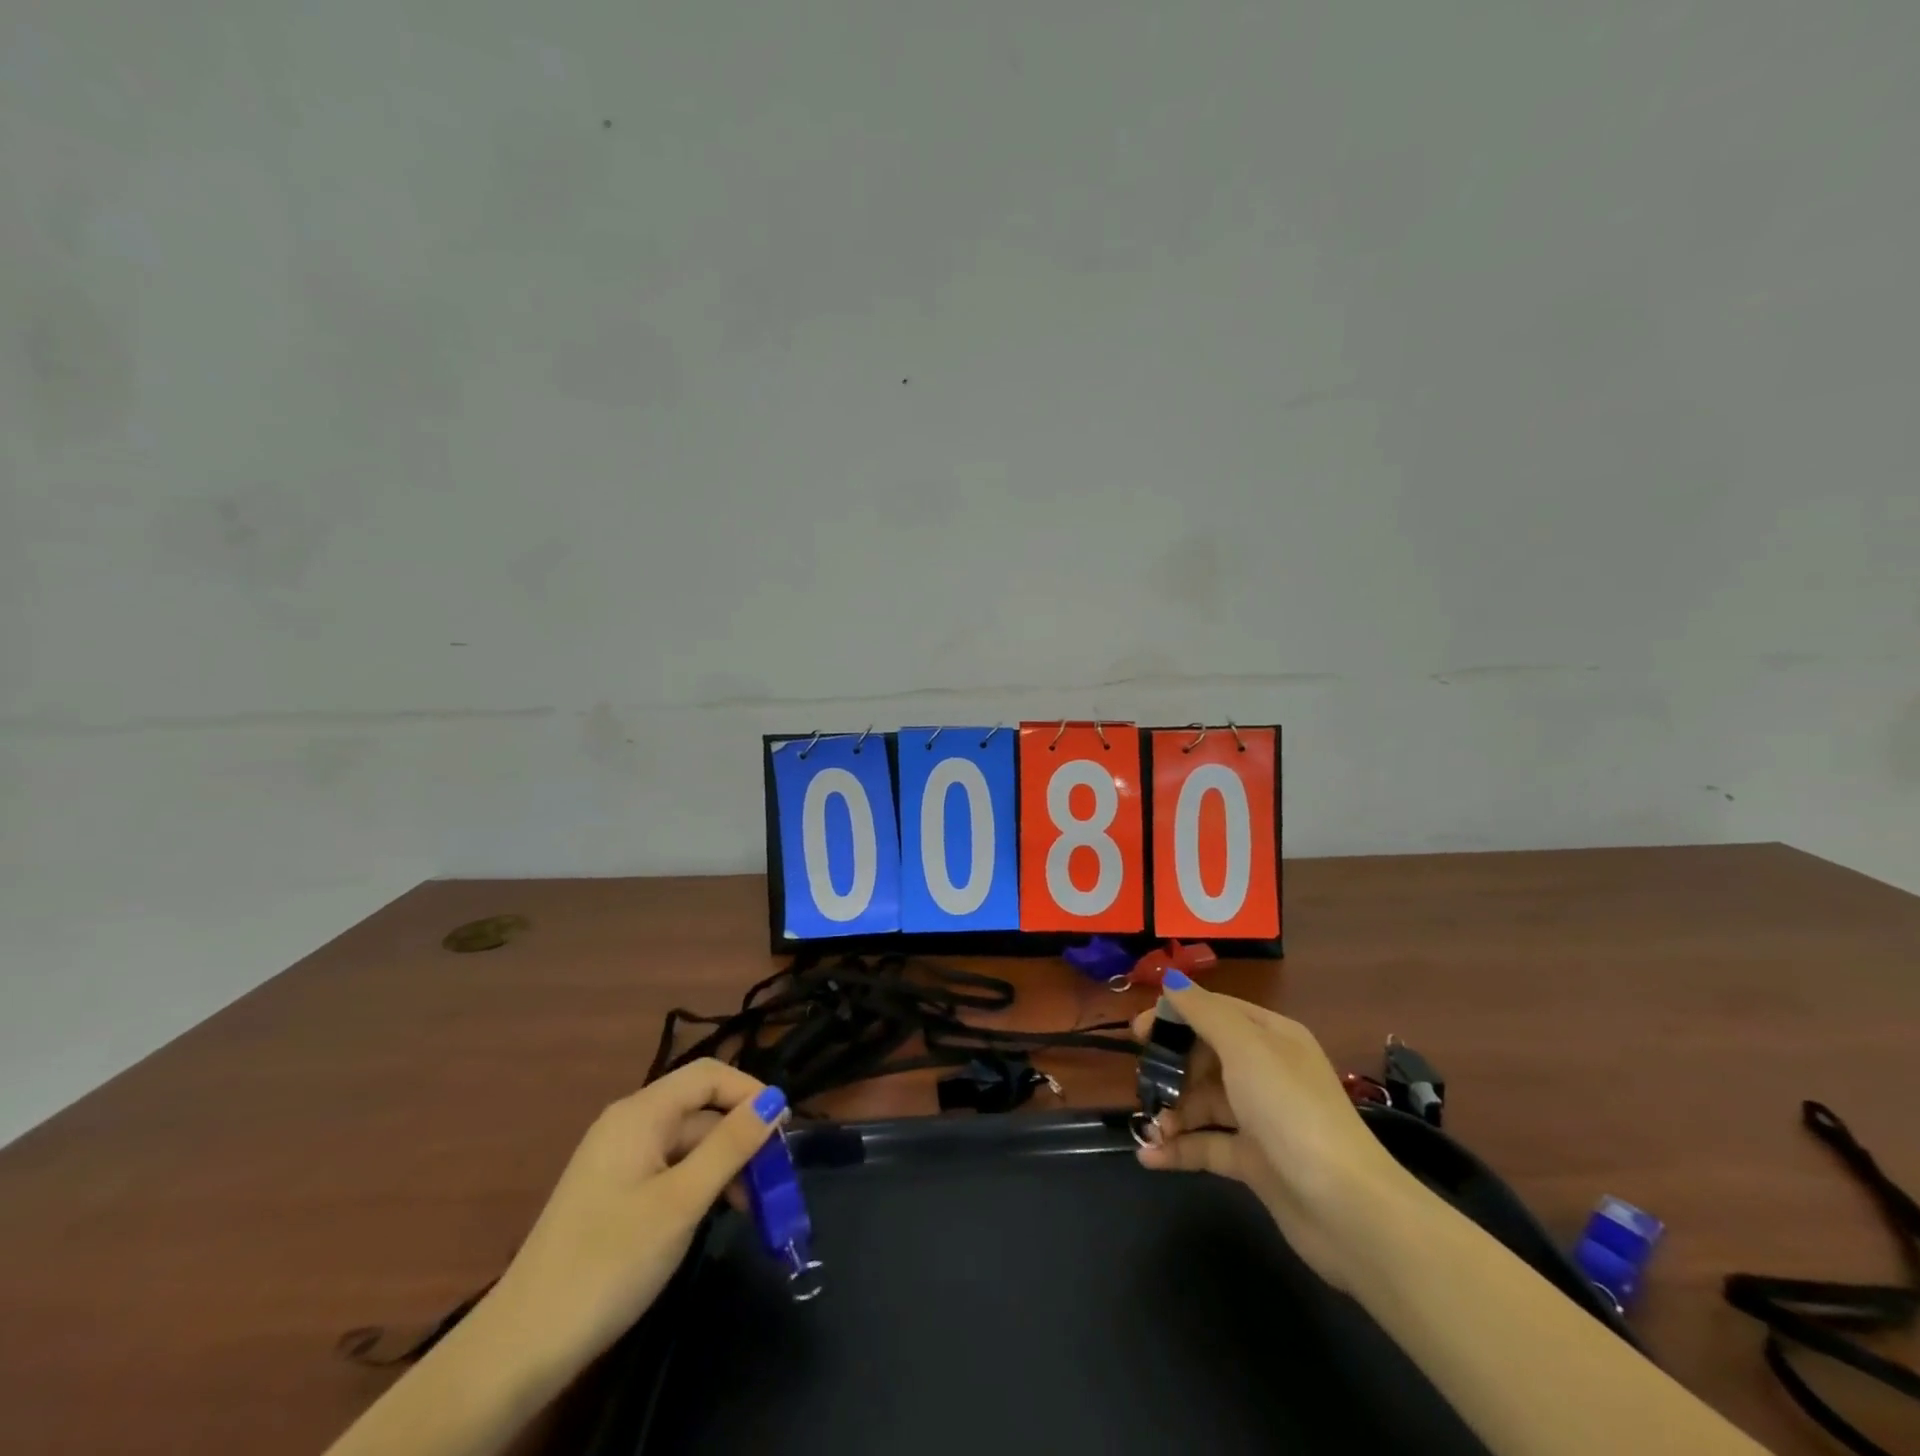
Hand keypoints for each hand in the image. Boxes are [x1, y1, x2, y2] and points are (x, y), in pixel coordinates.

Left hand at [485, 1060, 785, 1377]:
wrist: (521, 1346)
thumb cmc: (609, 1262)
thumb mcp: (681, 1202)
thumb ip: (731, 1145)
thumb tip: (775, 1100)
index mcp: (641, 1113)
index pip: (709, 1075)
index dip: (751, 1092)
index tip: (783, 1131)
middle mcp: (629, 1123)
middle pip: (700, 1109)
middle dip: (742, 1136)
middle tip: (774, 1182)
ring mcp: (618, 1159)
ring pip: (688, 1142)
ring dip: (724, 1165)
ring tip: (751, 1208)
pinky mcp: (613, 1192)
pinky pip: (669, 1168)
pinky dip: (699, 1184)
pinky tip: (713, 1215)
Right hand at [1133, 974, 1408, 1289]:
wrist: (1347, 1208)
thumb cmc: (1290, 1109)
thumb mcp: (1245, 1048)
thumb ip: (1204, 1012)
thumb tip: (1171, 979)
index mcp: (1270, 1036)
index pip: (1214, 1012)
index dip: (1174, 1016)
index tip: (1137, 1032)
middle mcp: (1265, 1071)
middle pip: (1205, 1056)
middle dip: (1171, 1068)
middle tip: (1143, 1082)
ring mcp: (1260, 1117)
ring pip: (1203, 1102)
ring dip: (1173, 1112)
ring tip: (1151, 1127)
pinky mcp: (1254, 1161)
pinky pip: (1207, 1145)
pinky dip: (1179, 1149)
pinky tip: (1150, 1155)